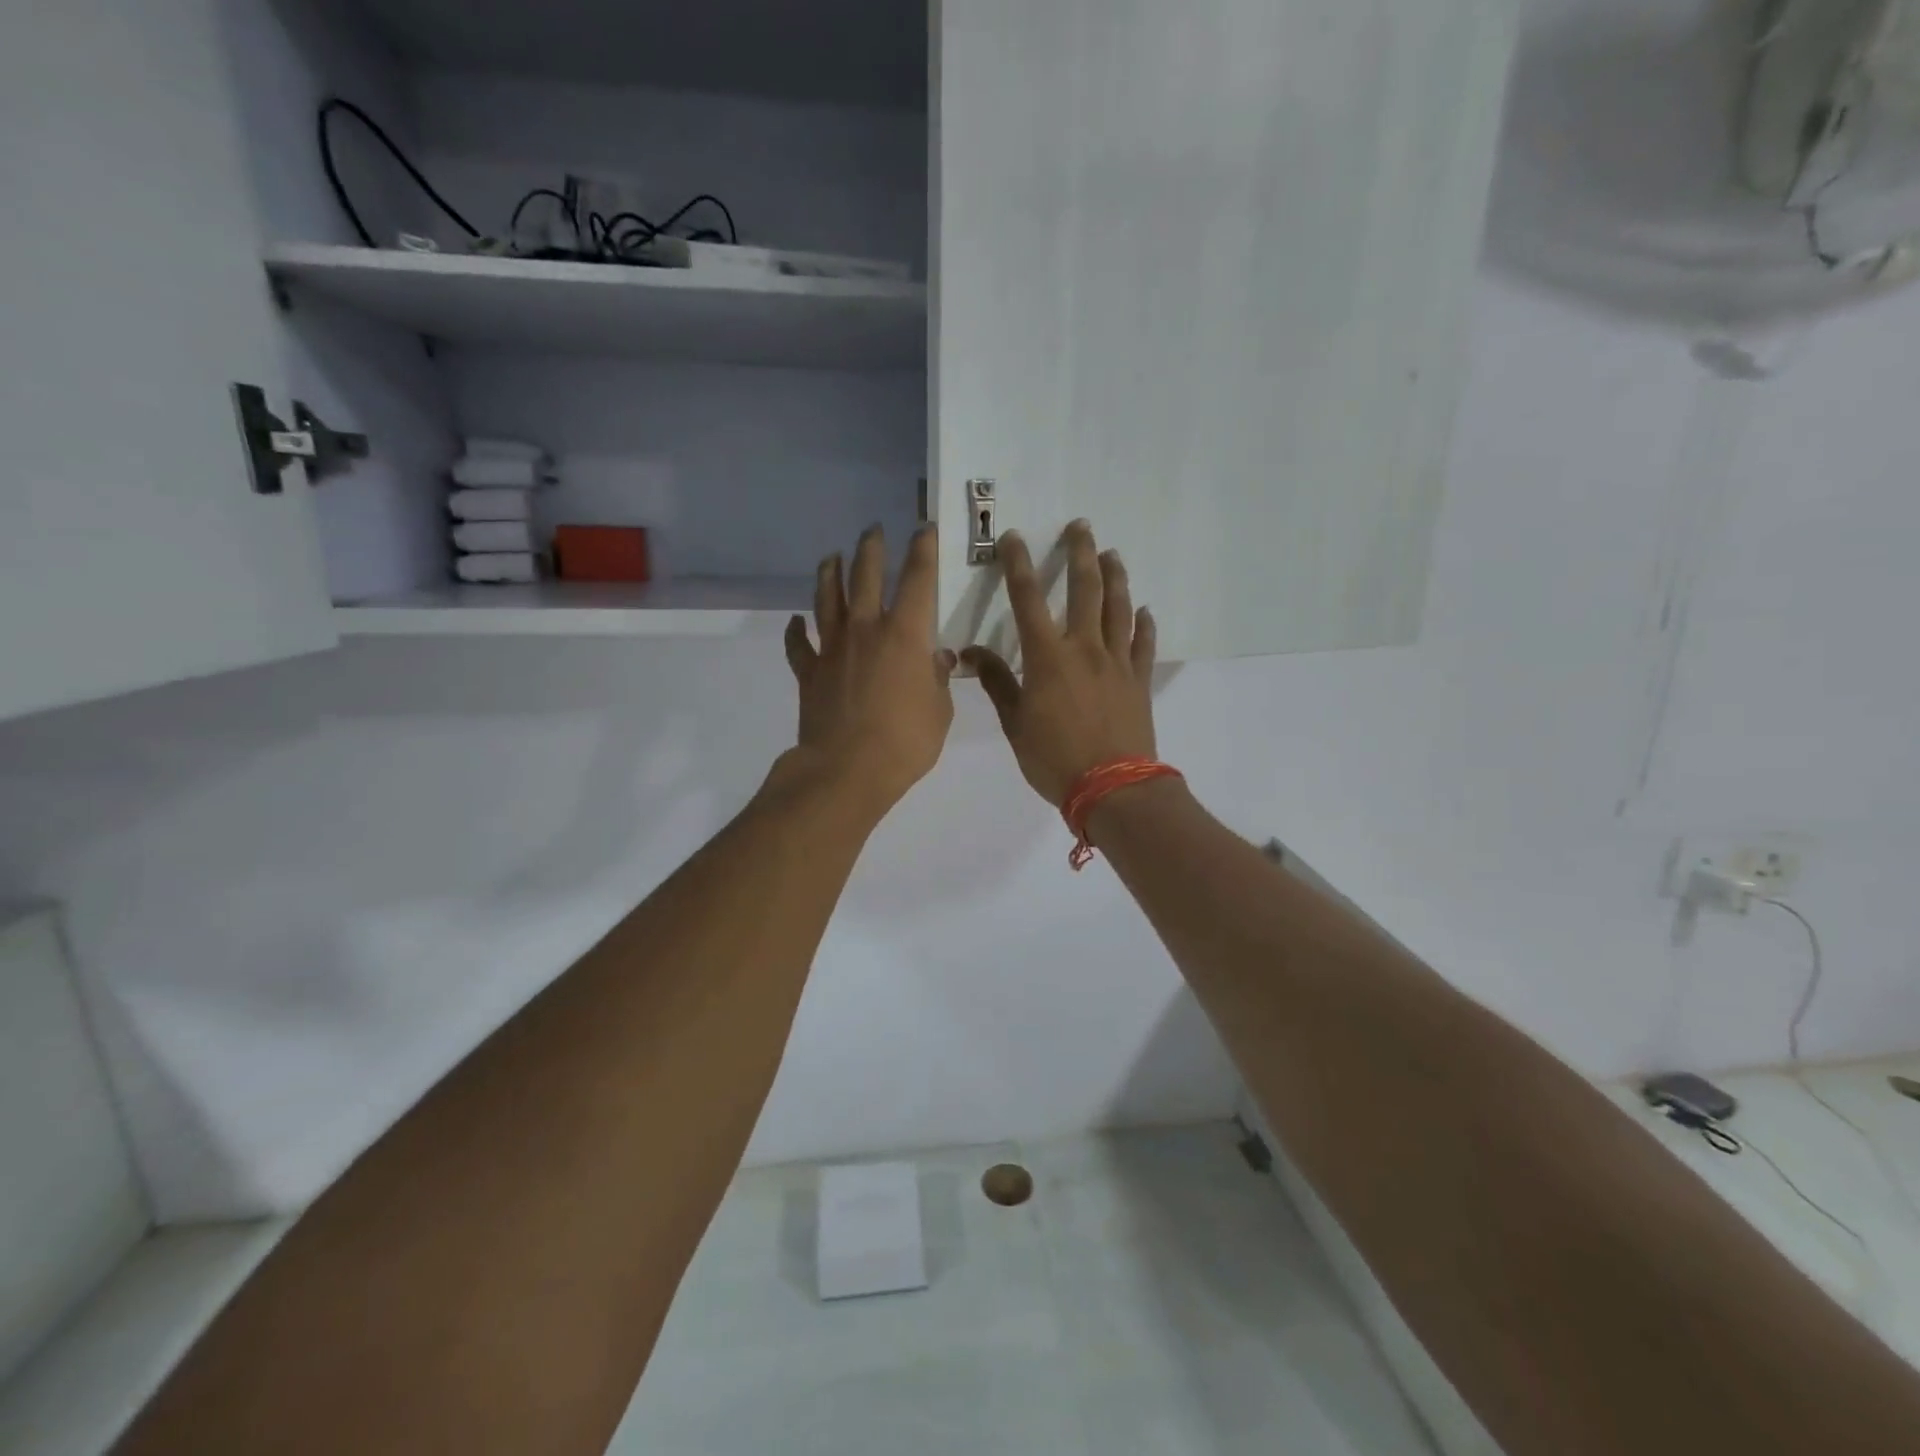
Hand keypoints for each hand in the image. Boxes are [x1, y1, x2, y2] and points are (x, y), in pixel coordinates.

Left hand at [781, 524, 956, 815]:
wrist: (847, 770)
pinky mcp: (809, 672)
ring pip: (827, 599)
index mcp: (905, 634)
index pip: (917, 579)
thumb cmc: (905, 742)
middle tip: (872, 529)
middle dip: (870, 548)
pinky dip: (796, 631)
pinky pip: (798, 645)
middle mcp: (865, 629)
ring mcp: (832, 649)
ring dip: (829, 574)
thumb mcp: (940, 712)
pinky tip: (796, 621)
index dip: (922, 550)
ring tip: (831, 556)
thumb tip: (937, 658)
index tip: (923, 529)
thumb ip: (937, 680)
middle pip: (864, 576)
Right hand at [963, 521, 1157, 807]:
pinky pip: (1143, 644)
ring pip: (1118, 608)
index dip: (1018, 565)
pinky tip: (1144, 610)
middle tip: (1081, 527)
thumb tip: (972, 653)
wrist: (1112, 788)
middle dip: (1081, 553)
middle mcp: (1085, 648)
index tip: (1014, 538)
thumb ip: (998, 683)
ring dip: (1115, 577)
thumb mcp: (1016, 724)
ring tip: (1113, 554)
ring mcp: (1117, 662)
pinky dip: (1144, 624)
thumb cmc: (1054, 758)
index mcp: (1048, 657)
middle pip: (1085, 590)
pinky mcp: (1139, 680)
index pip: (1027, 600)